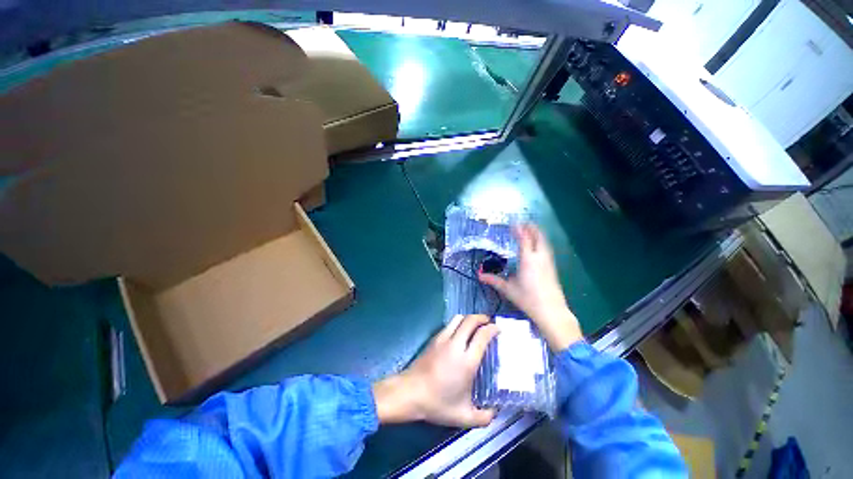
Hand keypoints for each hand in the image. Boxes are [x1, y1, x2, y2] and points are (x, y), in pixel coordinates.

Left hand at [372, 314, 498, 426]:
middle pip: (471, 320)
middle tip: (489, 322)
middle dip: (482, 318)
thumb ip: (483, 417)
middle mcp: (456, 345)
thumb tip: (495, 413)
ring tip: (475, 325)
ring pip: (459, 318)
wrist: (410, 392)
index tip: (498, 329)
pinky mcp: (434, 338)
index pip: (482, 336)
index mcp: (467, 361)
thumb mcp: (463, 416)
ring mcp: (443, 339)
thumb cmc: (437, 403)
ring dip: (469, 318)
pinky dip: (459, 322)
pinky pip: (449, 324)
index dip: (492, 329)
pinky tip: (460, 332)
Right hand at [479, 224, 582, 350]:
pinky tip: (538, 245)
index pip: (524, 239)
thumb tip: (479, 275)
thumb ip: (493, 280)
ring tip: (530, 229)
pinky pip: (546, 248)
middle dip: (531, 228)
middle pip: (538, 236)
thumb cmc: (528, 299)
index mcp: (528, 260)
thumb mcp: (508, 289)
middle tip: (523, 222)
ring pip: (544, 242)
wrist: (551, 311)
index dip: (519, 229)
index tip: (513, 223)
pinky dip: (541, 242)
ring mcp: (548, 261)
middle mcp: (539, 257)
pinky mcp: (552, 267)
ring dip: (537, 233)